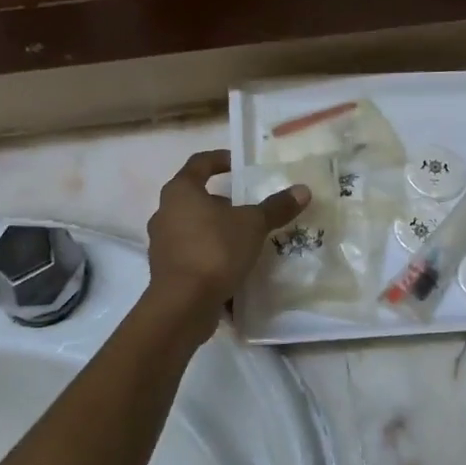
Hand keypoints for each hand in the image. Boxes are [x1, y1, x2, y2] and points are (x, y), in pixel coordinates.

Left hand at [144, 150, 308, 330]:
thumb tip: (303, 190)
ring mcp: (162, 243)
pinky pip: (193, 253)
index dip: (220, 160)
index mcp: (181, 191)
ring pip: (194, 227)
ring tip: (246, 239)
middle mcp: (165, 212)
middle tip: (249, 209)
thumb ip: (276, 207)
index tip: (239, 165)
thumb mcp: (253, 225)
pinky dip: (211, 255)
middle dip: (224, 202)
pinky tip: (234, 266)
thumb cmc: (215, 250)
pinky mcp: (166, 270)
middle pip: (196, 198)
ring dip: (218, 230)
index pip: (199, 163)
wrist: (183, 304)